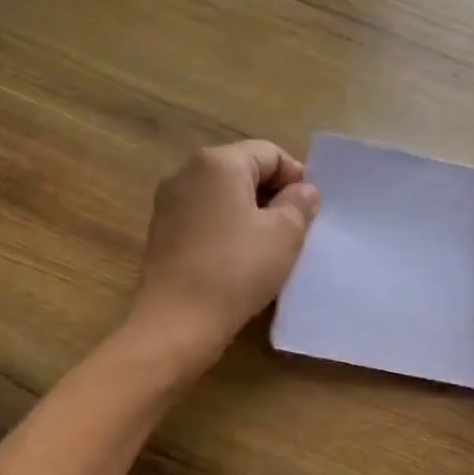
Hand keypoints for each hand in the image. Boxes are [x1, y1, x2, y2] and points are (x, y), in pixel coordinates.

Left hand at [131, 141, 318, 369]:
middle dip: (273, 194)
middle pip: (242, 170)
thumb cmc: (237, 269)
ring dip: (251, 213)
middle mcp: (187, 172)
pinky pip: (205, 218)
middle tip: (296, 228)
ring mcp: (169, 203)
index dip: (296, 177)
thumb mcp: (284, 234)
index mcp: (218, 163)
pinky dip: (227, 229)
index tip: (311, 209)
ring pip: (223, 196)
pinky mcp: (162, 232)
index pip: (269, 153)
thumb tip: (302, 191)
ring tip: (271, 246)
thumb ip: (299, 204)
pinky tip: (240, 259)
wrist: (178, 321)